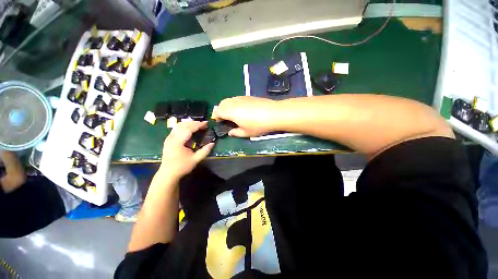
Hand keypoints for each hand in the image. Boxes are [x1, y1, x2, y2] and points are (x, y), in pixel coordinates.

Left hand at [159, 121, 213, 178]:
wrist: (168, 174)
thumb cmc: (182, 167)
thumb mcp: (195, 160)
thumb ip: (205, 151)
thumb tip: (213, 143)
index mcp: (178, 142)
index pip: (188, 129)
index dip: (198, 125)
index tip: (206, 123)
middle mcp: (171, 137)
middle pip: (183, 125)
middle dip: (194, 123)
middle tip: (203, 124)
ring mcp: (168, 138)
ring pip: (178, 125)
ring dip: (188, 124)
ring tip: (198, 125)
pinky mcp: (168, 140)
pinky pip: (176, 129)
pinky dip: (184, 127)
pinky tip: (189, 129)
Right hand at [212, 96, 277, 136]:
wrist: (273, 113)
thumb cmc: (258, 125)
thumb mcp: (246, 133)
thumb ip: (235, 133)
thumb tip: (230, 132)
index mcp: (231, 112)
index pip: (218, 111)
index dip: (216, 116)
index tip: (217, 121)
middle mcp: (234, 102)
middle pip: (222, 103)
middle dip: (220, 109)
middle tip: (223, 117)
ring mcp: (242, 98)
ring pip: (229, 99)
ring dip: (226, 105)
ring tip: (231, 113)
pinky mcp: (248, 96)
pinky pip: (236, 98)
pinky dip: (234, 103)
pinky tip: (240, 109)